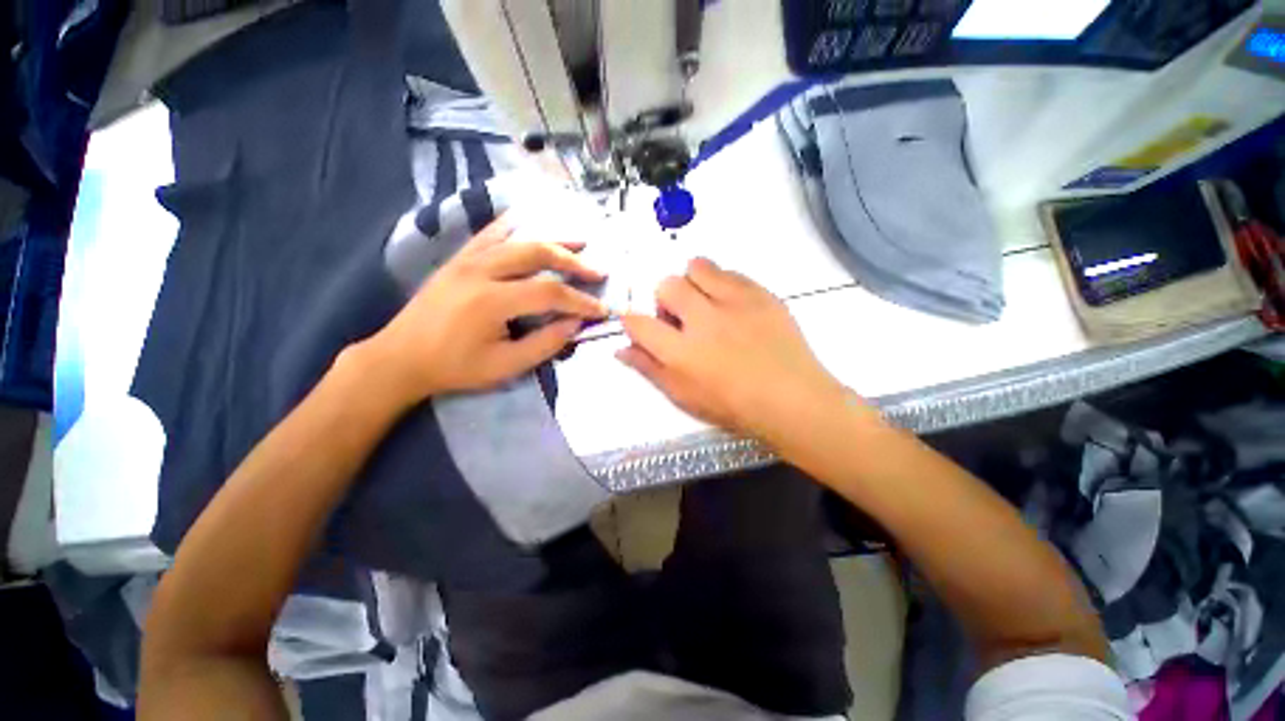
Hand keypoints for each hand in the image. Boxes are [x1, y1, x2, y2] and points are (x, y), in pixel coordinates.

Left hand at [360, 214, 607, 403]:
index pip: (550, 293)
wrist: (400, 358)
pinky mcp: (459, 258)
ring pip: (518, 238)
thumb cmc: (455, 367)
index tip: (602, 309)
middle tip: (598, 272)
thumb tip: (575, 324)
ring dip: (553, 238)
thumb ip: (545, 344)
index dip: (581, 301)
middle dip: (573, 262)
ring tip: (580, 241)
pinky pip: (491, 233)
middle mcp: (481, 271)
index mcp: (492, 301)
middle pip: (537, 254)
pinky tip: (532, 223)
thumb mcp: (505, 366)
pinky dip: (516, 226)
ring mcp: (467, 260)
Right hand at [618, 257, 850, 443]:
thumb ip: (650, 369)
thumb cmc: (733, 406)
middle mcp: (704, 320)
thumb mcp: (684, 396)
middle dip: (664, 299)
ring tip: (705, 304)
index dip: (632, 321)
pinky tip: (731, 306)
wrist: (792, 399)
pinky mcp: (760, 294)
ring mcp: (734, 303)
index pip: (638, 323)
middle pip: (666, 285)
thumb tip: (622, 350)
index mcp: (681, 352)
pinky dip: (721, 284)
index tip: (640, 325)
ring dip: (692, 283)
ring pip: (697, 267)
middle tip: (680, 318)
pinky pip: (730, 272)